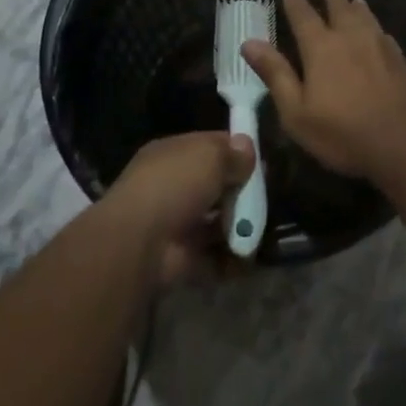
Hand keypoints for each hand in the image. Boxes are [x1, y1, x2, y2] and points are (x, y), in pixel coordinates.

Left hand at [109, 131, 253, 284]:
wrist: (140, 243)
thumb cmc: (175, 185)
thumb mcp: (210, 156)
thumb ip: (233, 153)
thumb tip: (248, 148)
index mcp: (172, 155)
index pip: (210, 147)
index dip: (236, 151)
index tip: (261, 160)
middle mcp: (172, 188)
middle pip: (216, 186)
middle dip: (241, 191)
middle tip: (264, 196)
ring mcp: (177, 225)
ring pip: (218, 221)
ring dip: (240, 225)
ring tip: (262, 225)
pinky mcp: (184, 258)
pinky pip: (216, 256)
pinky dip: (234, 257)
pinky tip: (252, 251)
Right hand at [241, 0, 405, 180]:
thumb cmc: (343, 131)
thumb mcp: (297, 111)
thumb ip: (275, 74)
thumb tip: (249, 42)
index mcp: (321, 48)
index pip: (304, 16)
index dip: (295, 1)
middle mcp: (351, 38)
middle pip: (340, 10)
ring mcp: (380, 47)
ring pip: (366, 18)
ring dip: (357, 8)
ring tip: (355, 1)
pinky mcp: (401, 60)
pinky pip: (384, 35)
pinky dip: (376, 28)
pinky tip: (380, 33)